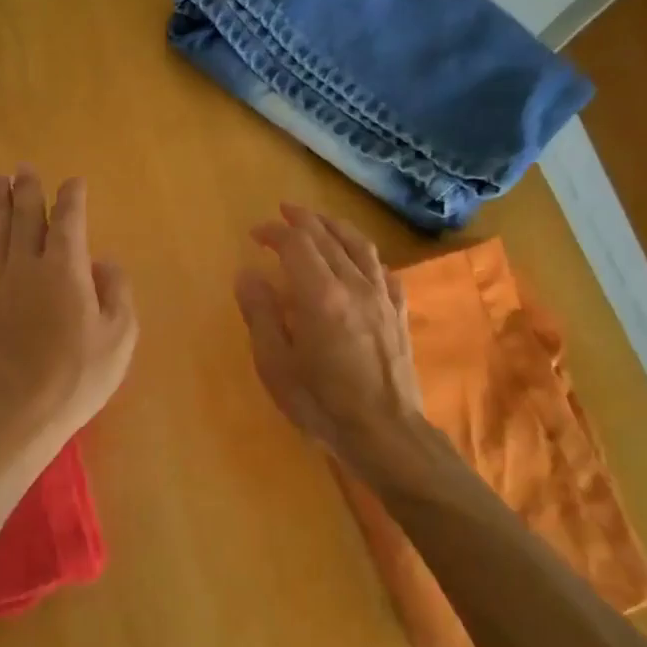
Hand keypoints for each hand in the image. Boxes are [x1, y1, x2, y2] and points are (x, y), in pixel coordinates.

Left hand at [0, 167, 137, 462]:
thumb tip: (104, 264)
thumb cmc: (80, 374)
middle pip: (27, 219)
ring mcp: (1, 288)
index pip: (69, 221)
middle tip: (24, 167)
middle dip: (28, 190)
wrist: (22, 412)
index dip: (72, 198)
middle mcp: (30, 268)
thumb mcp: (120, 335)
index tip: (74, 182)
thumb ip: (116, 292)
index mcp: (66, 269)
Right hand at [233, 204, 425, 460]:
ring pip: (360, 245)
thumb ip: (260, 314)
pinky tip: (358, 259)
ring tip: (319, 221)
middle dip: (303, 220)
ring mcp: (381, 296)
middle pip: (328, 237)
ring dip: (336, 226)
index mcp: (320, 295)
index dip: (274, 232)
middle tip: (283, 213)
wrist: (386, 433)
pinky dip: (364, 254)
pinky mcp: (398, 312)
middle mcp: (354, 284)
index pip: (296, 244)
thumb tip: (247, 275)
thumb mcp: (276, 365)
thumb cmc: (322, 404)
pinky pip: (382, 269)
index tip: (255, 234)